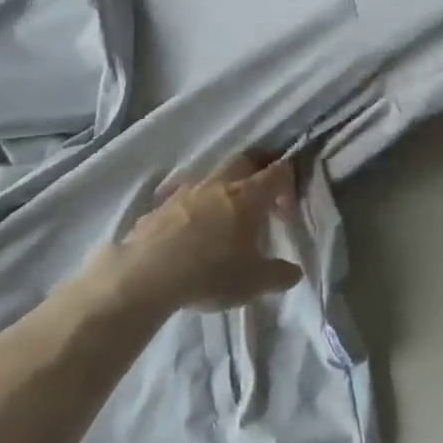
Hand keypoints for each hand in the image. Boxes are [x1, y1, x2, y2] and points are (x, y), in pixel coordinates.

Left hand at [99, 154, 303, 313]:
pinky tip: (189, 230)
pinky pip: (183, 196)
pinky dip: (193, 206)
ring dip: (223, 188)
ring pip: (212, 176)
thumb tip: (294, 272)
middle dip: (257, 171)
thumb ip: (279, 275)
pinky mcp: (161, 204)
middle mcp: (220, 184)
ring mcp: (188, 190)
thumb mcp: (253, 283)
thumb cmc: (211, 273)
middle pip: (245, 160)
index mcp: (248, 196)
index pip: (277, 172)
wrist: (148, 274)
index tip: (285, 212)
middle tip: (260, 198)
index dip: (287, 185)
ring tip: (223, 218)